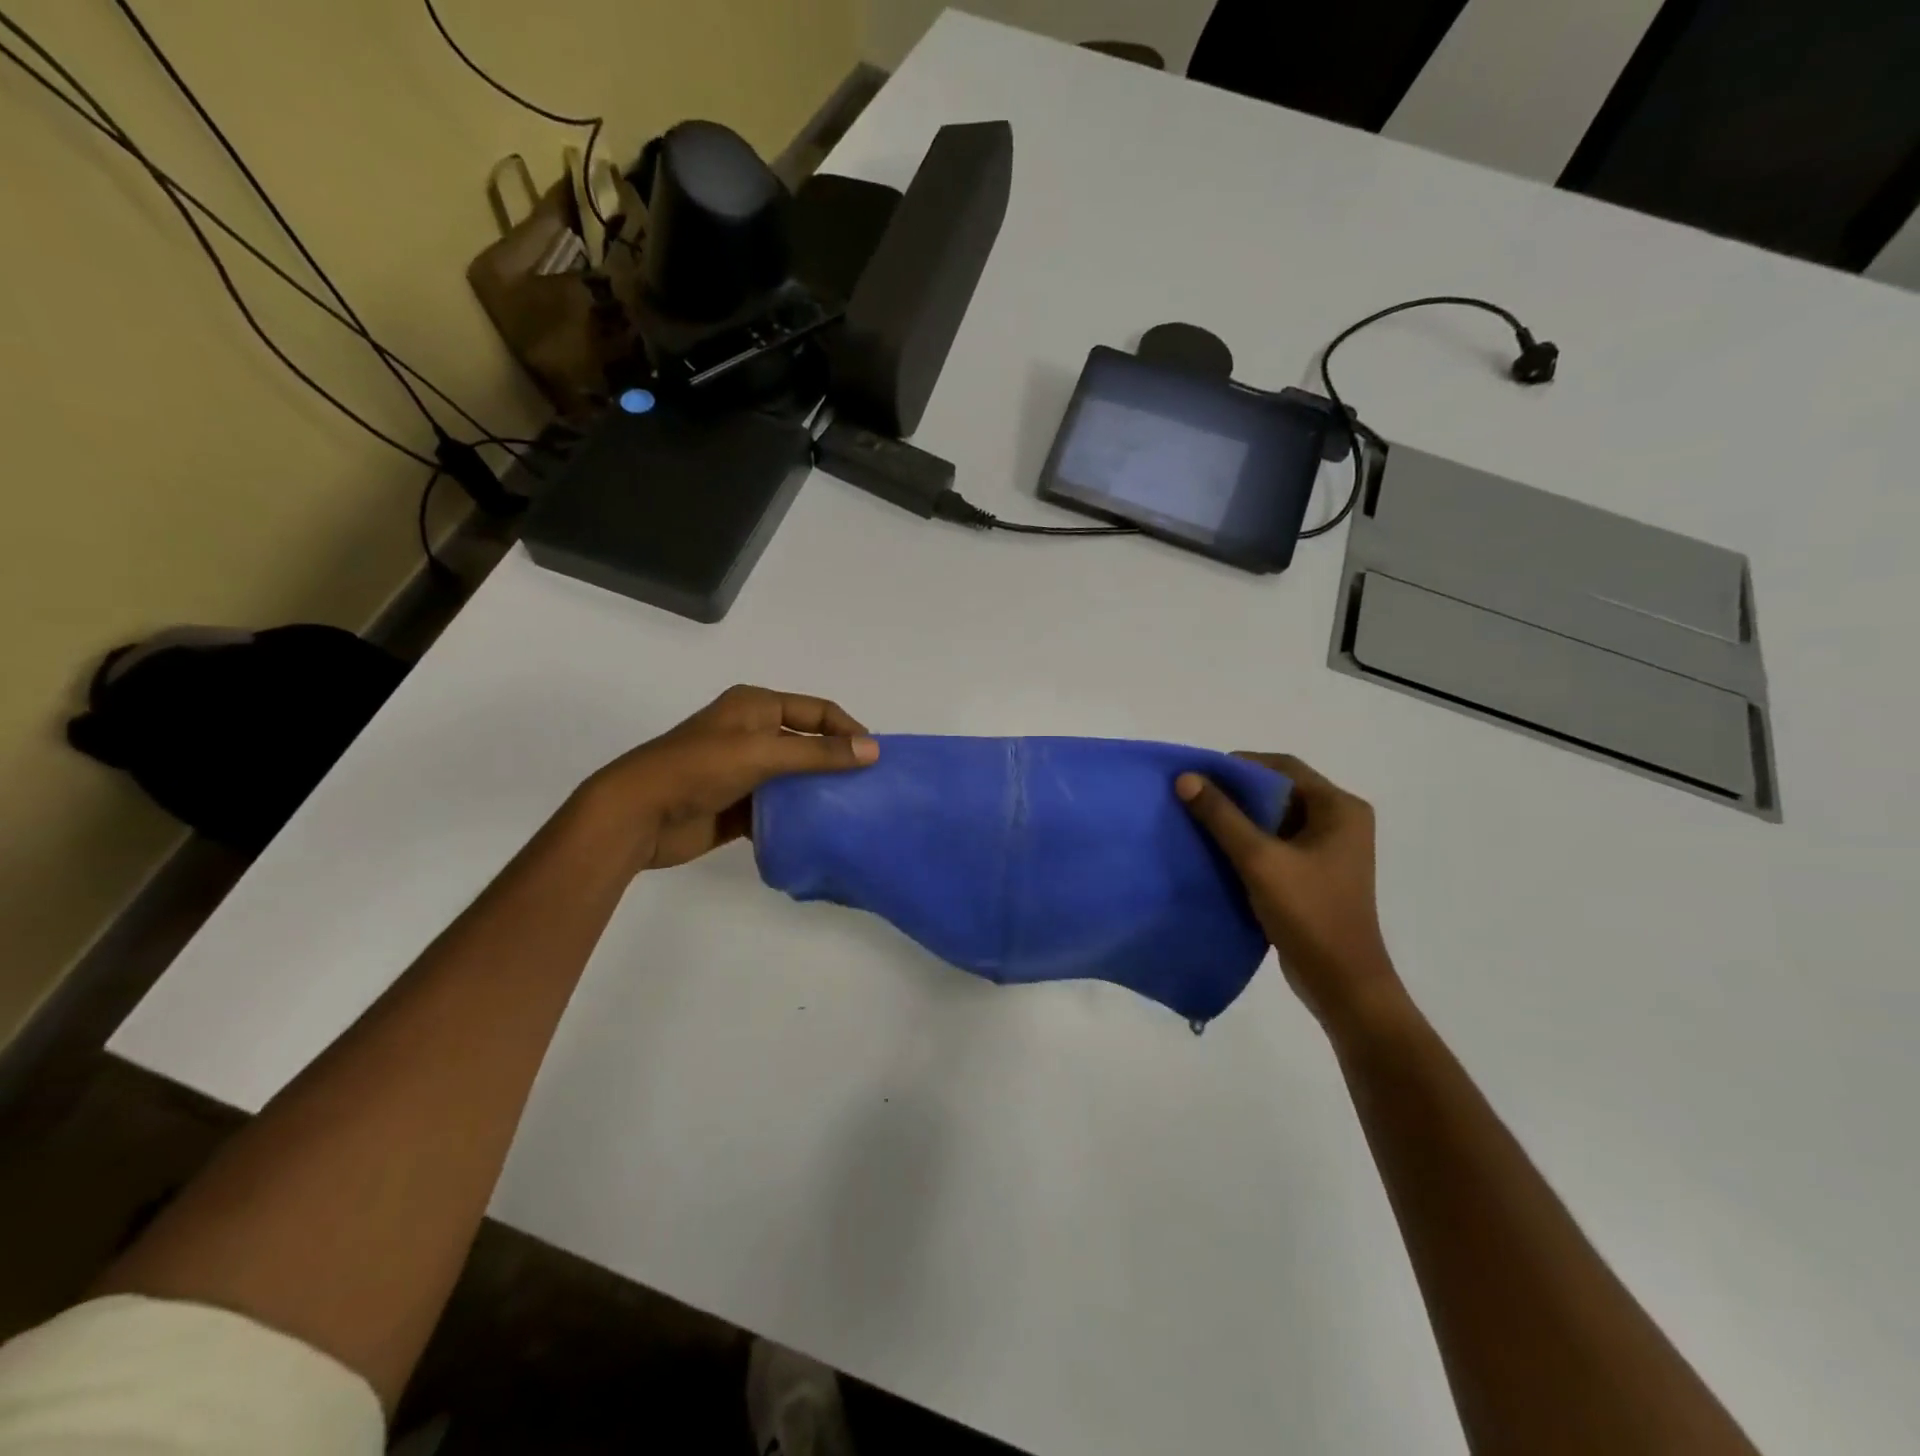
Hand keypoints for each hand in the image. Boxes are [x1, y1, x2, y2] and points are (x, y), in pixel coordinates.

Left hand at [584, 685, 877, 873]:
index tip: (876, 757)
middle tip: (871, 787)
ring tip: (854, 811)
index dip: (848, 729)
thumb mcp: (762, 753)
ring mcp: (744, 771)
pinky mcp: (738, 805)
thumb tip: (874, 750)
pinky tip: (821, 831)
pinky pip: (778, 808)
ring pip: (795, 778)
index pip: (817, 711)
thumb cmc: (698, 769)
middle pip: (808, 743)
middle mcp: (752, 733)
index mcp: (756, 707)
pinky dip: (797, 817)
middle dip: (838, 762)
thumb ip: (818, 753)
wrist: (636, 816)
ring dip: (819, 792)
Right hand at [1177, 755, 1403, 1032]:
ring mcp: (1330, 850)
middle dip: (1237, 793)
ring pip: (1276, 819)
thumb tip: (1186, 778)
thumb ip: (1222, 817)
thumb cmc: (1308, 913)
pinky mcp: (1316, 873)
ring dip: (1240, 819)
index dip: (1240, 766)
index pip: (1284, 767)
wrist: (1341, 983)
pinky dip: (1249, 842)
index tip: (1200, 775)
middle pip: (1280, 791)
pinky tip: (1218, 851)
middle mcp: (1341, 821)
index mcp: (1340, 808)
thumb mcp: (1259, 860)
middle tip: (1194, 798)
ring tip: (1199, 821)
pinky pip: (1278, 843)